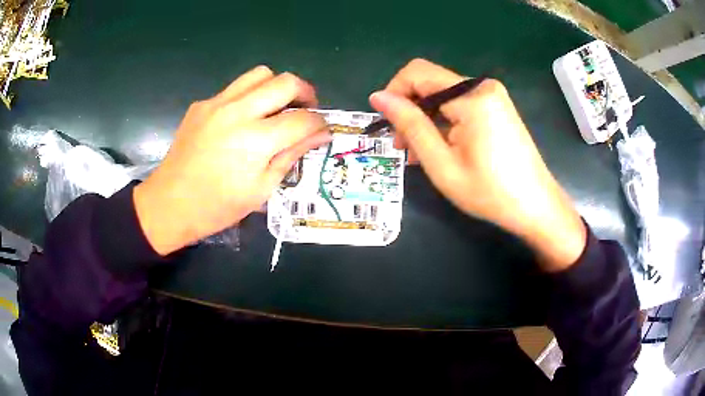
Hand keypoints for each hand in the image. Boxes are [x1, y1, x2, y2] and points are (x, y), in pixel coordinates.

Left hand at [134, 66, 330, 254]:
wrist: (170, 204)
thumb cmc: (217, 207)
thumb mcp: (261, 189)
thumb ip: (291, 156)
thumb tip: (319, 135)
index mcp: (255, 141)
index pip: (302, 119)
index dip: (320, 124)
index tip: (322, 131)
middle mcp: (238, 112)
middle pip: (286, 82)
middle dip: (306, 92)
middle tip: (306, 109)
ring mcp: (216, 103)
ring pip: (260, 74)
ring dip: (277, 86)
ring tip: (277, 107)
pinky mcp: (202, 104)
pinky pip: (234, 88)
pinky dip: (249, 96)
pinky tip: (243, 119)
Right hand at [369, 59, 585, 271]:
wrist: (536, 206)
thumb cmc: (490, 192)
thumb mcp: (442, 163)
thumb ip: (410, 125)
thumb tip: (378, 96)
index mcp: (471, 96)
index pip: (417, 73)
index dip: (394, 92)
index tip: (387, 123)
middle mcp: (482, 86)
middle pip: (430, 83)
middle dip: (411, 111)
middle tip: (404, 148)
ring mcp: (493, 95)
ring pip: (443, 96)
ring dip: (426, 120)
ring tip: (420, 154)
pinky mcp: (497, 106)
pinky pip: (460, 104)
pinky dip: (444, 122)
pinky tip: (441, 147)